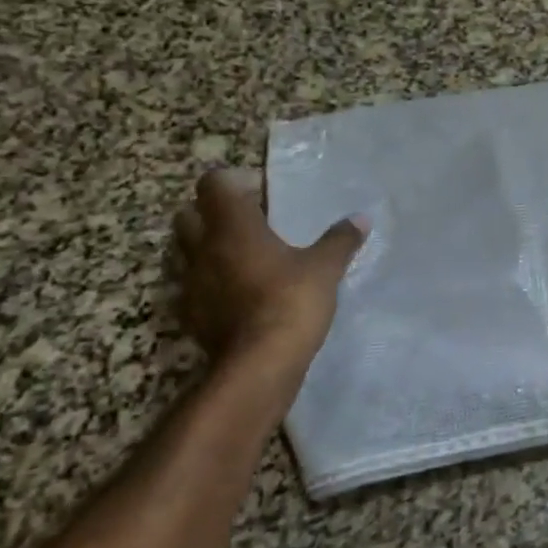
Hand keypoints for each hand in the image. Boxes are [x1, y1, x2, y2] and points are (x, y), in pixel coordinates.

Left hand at [173, 168, 367, 367]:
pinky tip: (239, 294)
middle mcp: (204, 248)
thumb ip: (340, 240)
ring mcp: (192, 283)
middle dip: (213, 213)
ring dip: (208, 248)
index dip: (236, 182)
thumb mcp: (325, 268)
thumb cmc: (291, 301)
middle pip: (189, 214)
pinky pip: (193, 286)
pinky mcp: (191, 315)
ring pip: (187, 251)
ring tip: (245, 257)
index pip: (214, 183)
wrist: (259, 364)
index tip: (265, 196)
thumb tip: (361, 219)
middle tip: (250, 223)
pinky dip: (211, 283)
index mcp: (233, 226)